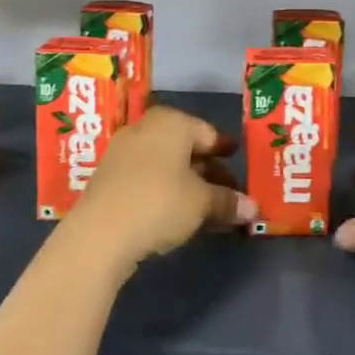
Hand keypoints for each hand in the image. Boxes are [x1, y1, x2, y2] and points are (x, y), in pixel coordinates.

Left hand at [67, 106, 255, 275]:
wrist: (100, 232)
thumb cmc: (160, 202)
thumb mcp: (202, 203)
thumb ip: (229, 202)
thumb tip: (254, 208)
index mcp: (171, 122)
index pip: (207, 132)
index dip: (225, 150)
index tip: (238, 162)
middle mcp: (145, 128)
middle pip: (185, 148)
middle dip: (208, 171)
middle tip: (228, 192)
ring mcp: (123, 151)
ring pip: (165, 164)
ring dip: (187, 183)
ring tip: (207, 208)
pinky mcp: (109, 177)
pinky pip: (147, 177)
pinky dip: (165, 190)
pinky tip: (177, 213)